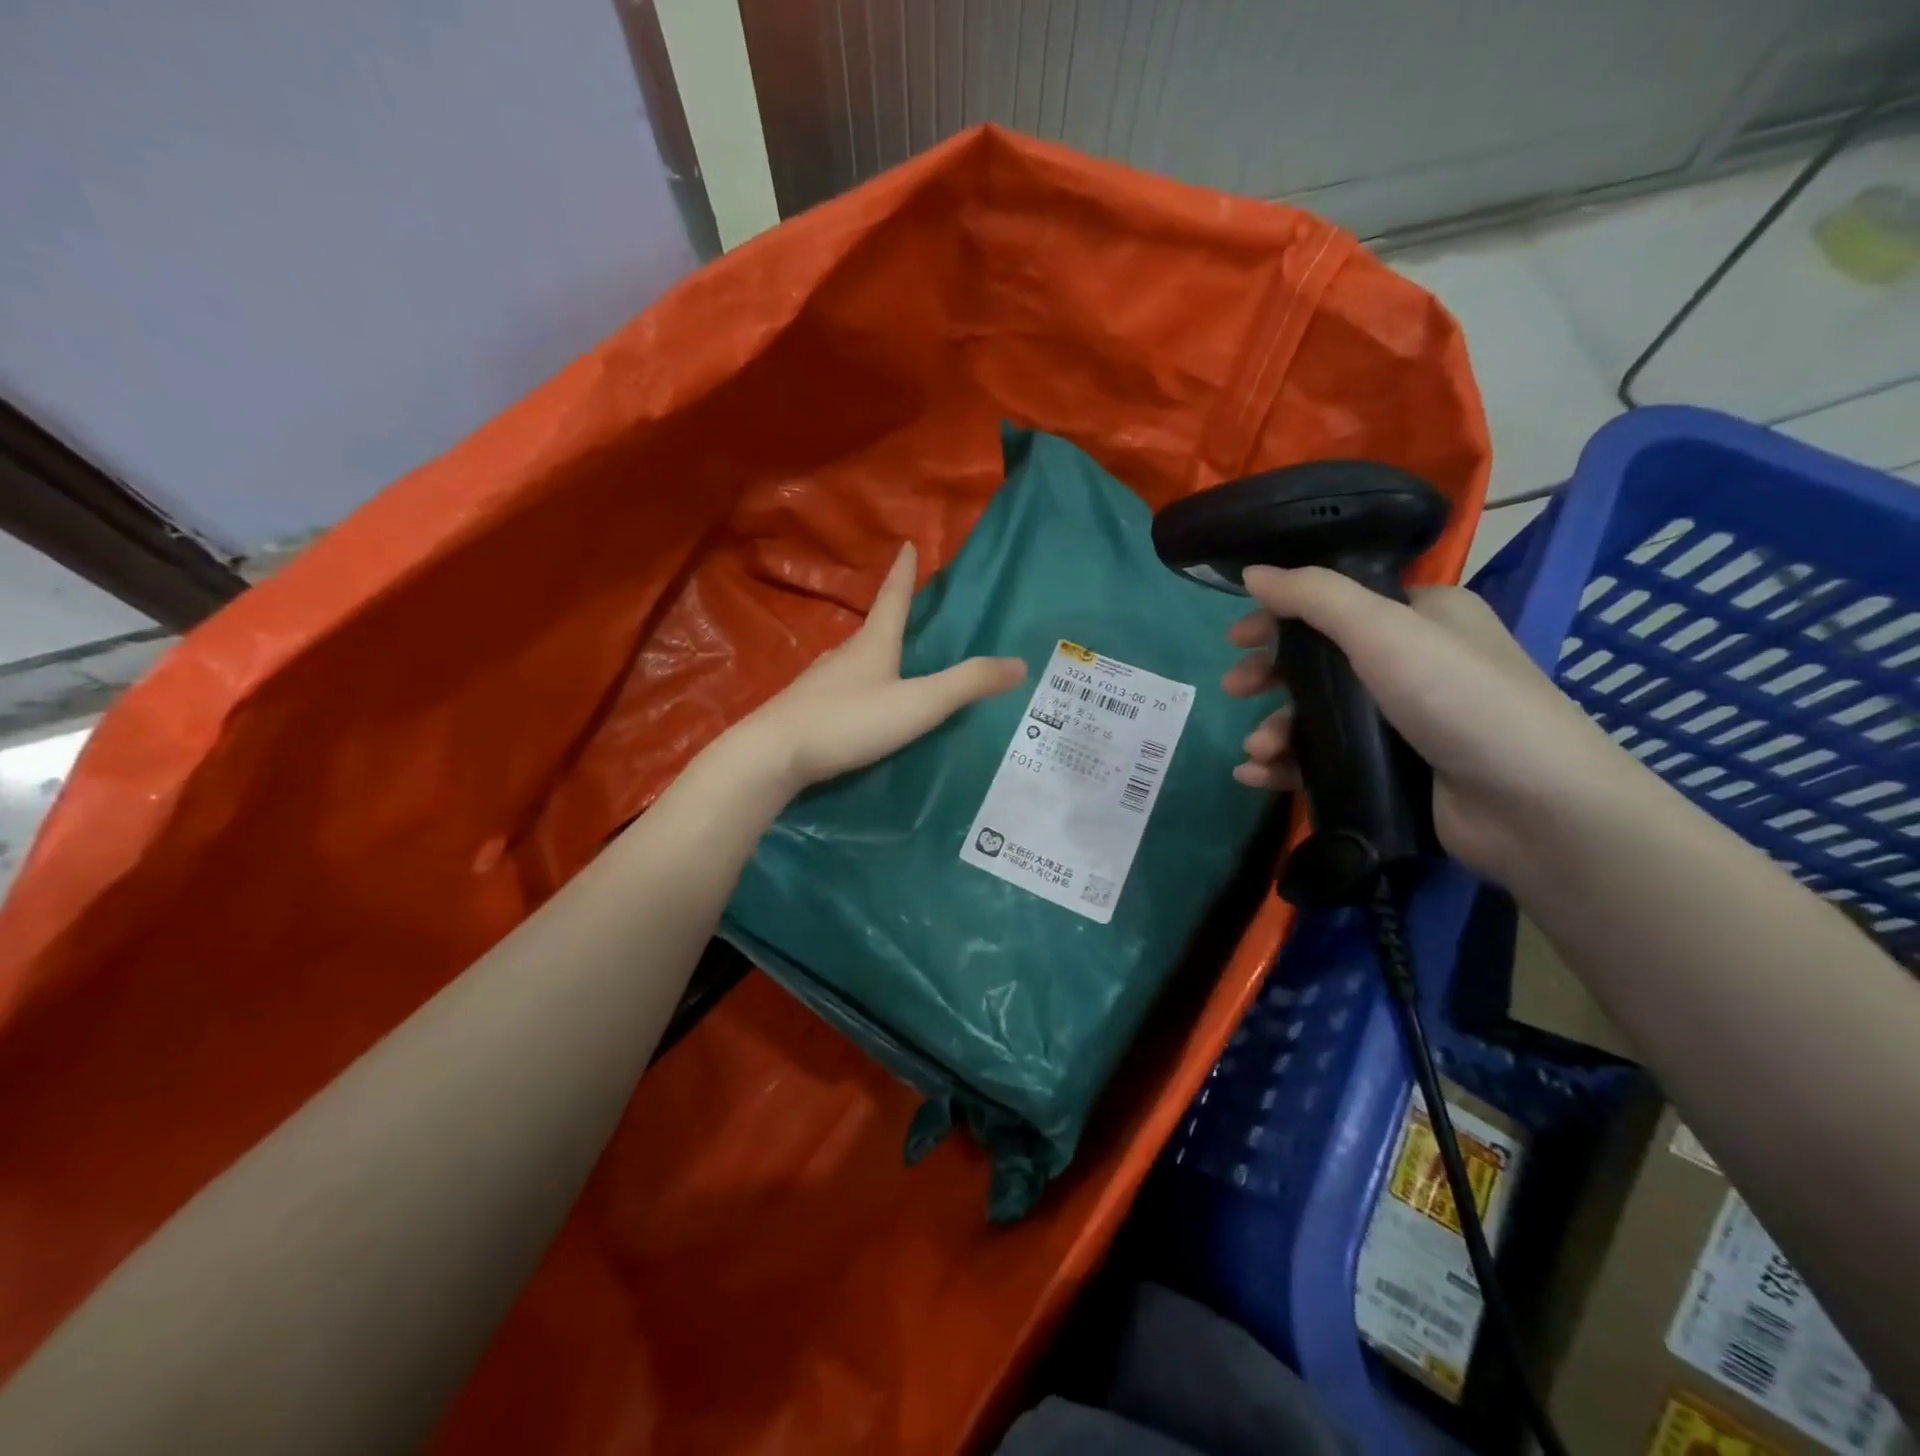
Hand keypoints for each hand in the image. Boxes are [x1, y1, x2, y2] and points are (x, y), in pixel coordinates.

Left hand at [731, 543, 1026, 793]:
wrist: (772, 755)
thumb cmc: (849, 721)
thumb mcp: (917, 704)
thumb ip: (966, 684)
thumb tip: (1020, 663)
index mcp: (873, 645)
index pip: (893, 599)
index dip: (903, 573)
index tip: (906, 545)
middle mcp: (844, 655)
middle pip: (873, 629)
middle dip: (891, 617)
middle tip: (911, 614)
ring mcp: (820, 683)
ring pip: (854, 660)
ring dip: (874, 655)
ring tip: (891, 662)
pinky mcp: (805, 709)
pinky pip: (840, 689)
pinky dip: (858, 688)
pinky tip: (860, 705)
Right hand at [1223, 565, 1634, 879]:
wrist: (1531, 806)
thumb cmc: (1458, 698)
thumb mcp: (1384, 630)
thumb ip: (1314, 597)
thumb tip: (1253, 572)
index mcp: (1422, 616)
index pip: (1336, 605)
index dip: (1281, 618)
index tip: (1235, 638)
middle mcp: (1413, 662)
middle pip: (1319, 662)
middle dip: (1270, 677)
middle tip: (1233, 691)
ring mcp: (1404, 721)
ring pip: (1318, 717)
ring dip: (1276, 730)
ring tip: (1257, 752)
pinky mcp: (1394, 771)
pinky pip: (1325, 760)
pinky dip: (1287, 767)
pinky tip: (1257, 777)